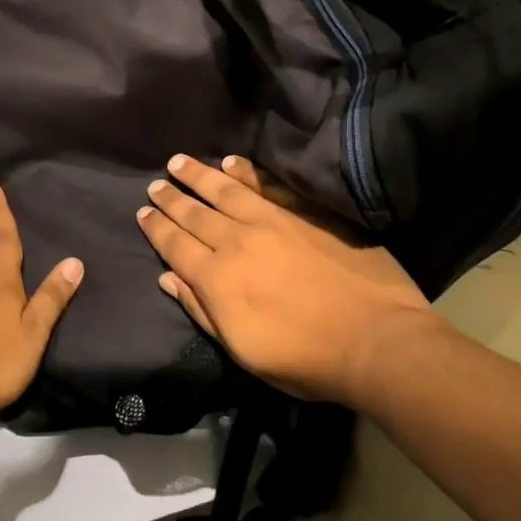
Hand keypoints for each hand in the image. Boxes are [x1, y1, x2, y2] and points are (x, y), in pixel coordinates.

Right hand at [136, 154, 439, 405]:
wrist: (377, 341)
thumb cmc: (305, 358)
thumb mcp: (243, 351)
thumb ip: (202, 311)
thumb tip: (168, 278)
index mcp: (216, 278)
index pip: (175, 245)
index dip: (156, 228)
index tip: (142, 212)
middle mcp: (237, 242)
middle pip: (194, 214)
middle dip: (171, 198)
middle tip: (156, 184)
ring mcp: (273, 223)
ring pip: (225, 191)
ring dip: (199, 175)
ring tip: (179, 162)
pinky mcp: (305, 214)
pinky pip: (268, 186)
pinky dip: (247, 173)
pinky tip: (232, 163)